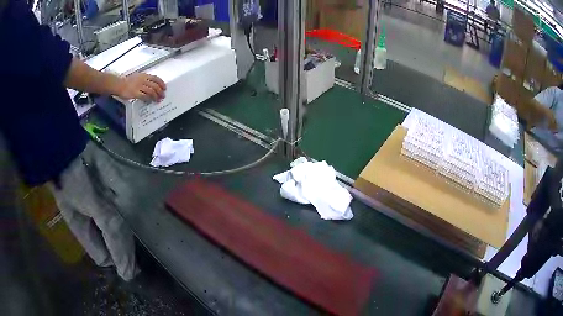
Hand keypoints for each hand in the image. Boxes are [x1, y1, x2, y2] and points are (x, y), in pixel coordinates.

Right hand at [116, 73, 165, 102]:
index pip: (155, 78)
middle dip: (160, 91)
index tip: (164, 88)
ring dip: (156, 96)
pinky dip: (149, 99)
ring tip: (158, 100)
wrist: (119, 84)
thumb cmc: (127, 81)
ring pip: (151, 91)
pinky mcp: (135, 93)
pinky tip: (150, 101)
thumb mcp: (137, 77)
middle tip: (162, 96)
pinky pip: (144, 96)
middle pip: (155, 85)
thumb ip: (144, 79)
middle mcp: (143, 80)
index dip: (161, 83)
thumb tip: (151, 84)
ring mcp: (139, 86)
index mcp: (144, 75)